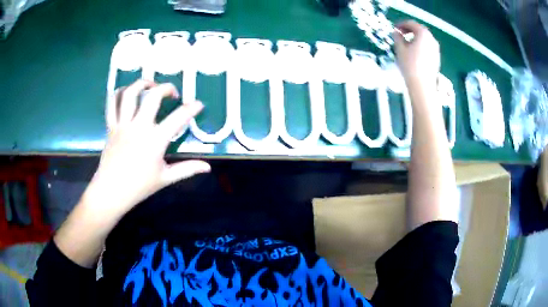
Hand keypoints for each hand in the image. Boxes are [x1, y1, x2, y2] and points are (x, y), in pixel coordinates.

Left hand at [84, 80, 210, 214]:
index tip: (198, 104)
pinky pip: (112, 104)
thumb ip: (187, 169)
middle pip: (153, 96)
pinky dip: (119, 93)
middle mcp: (139, 127)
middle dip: (167, 88)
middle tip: (173, 93)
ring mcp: (123, 125)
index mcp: (155, 140)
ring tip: (150, 84)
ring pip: (130, 94)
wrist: (111, 191)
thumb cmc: (139, 187)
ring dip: (142, 84)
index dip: (191, 108)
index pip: (179, 118)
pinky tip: (127, 91)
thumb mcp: (165, 178)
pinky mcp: (111, 127)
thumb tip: (207, 167)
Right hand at [393, 20, 439, 90]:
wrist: (422, 87)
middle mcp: (432, 39)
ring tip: (406, 45)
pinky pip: (427, 47)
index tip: (394, 29)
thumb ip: (397, 37)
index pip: (411, 23)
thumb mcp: (400, 49)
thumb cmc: (410, 66)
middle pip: (419, 30)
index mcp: (423, 34)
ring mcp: (436, 49)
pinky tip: (413, 54)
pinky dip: (420, 46)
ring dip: (415, 39)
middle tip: (400, 35)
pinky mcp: (437, 58)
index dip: (401, 24)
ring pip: (424, 39)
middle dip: (409, 31)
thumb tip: (396, 32)